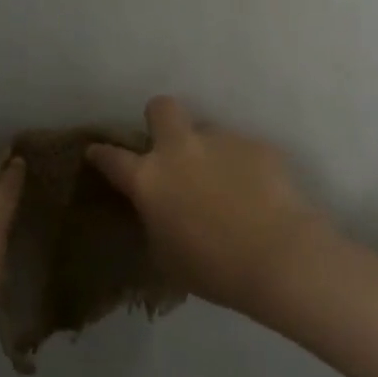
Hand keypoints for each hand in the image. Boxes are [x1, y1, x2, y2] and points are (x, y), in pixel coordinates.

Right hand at [85, 96, 330, 311]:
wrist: (279, 256)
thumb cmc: (213, 268)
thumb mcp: (165, 254)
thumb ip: (156, 221)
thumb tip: (161, 209)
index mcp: (149, 179)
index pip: (112, 157)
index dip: (101, 154)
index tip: (98, 152)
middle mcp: (181, 149)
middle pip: (161, 108)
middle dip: (160, 120)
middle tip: (170, 147)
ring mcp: (222, 141)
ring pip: (207, 132)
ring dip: (209, 152)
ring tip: (228, 186)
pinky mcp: (259, 145)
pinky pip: (243, 150)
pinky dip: (244, 167)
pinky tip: (259, 194)